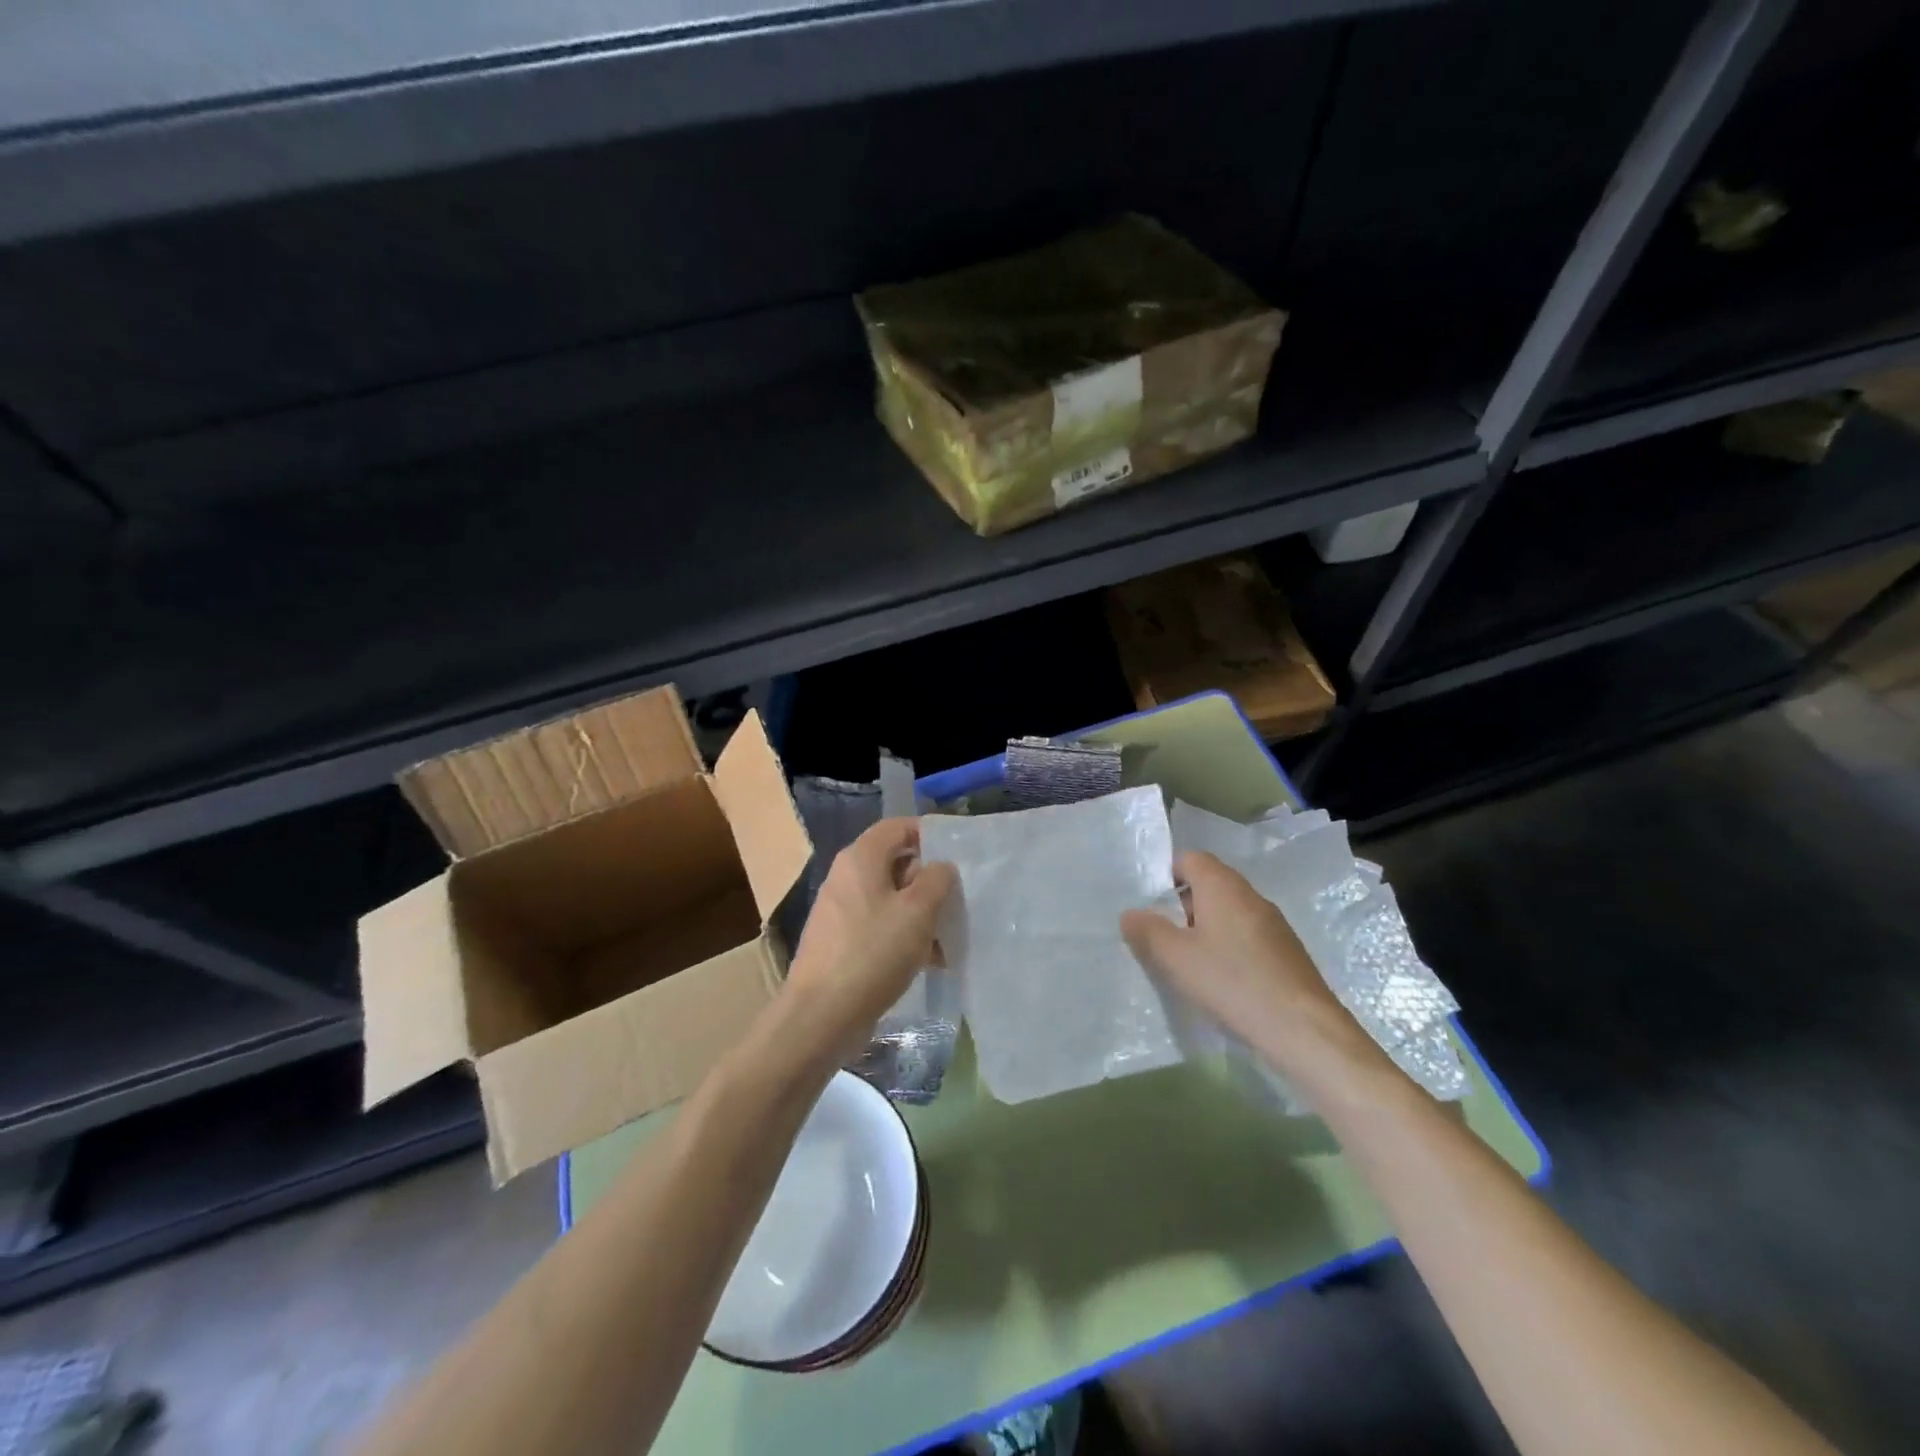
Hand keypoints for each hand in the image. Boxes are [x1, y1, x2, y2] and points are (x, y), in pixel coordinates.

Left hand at [780, 818, 957, 1064]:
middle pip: (897, 863)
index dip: (930, 835)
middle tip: (959, 903)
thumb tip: (941, 867)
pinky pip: (881, 926)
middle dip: (930, 881)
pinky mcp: (843, 942)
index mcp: (861, 858)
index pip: (898, 826)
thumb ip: (937, 880)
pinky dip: (905, 936)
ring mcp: (842, 911)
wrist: (821, 1015)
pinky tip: (930, 961)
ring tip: (949, 939)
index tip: (959, 857)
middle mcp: (848, 877)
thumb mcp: (917, 911)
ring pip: (892, 899)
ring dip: (922, 914)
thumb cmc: (873, 953)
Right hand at [1120, 851, 1392, 1090]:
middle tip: (1161, 938)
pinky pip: (1246, 936)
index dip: (1165, 877)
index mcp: (1222, 885)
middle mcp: (1250, 895)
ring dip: (1204, 930)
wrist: (1305, 1030)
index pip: (1189, 858)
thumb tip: (1130, 913)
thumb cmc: (1233, 982)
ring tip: (1187, 964)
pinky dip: (1228, 949)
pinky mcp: (1286, 952)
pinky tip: (1221, 982)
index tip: (1149, 907)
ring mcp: (1273, 923)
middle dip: (1181, 907)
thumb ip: (1147, 931)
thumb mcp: (1175, 958)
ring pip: (1228, 913)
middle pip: (1208, 885)